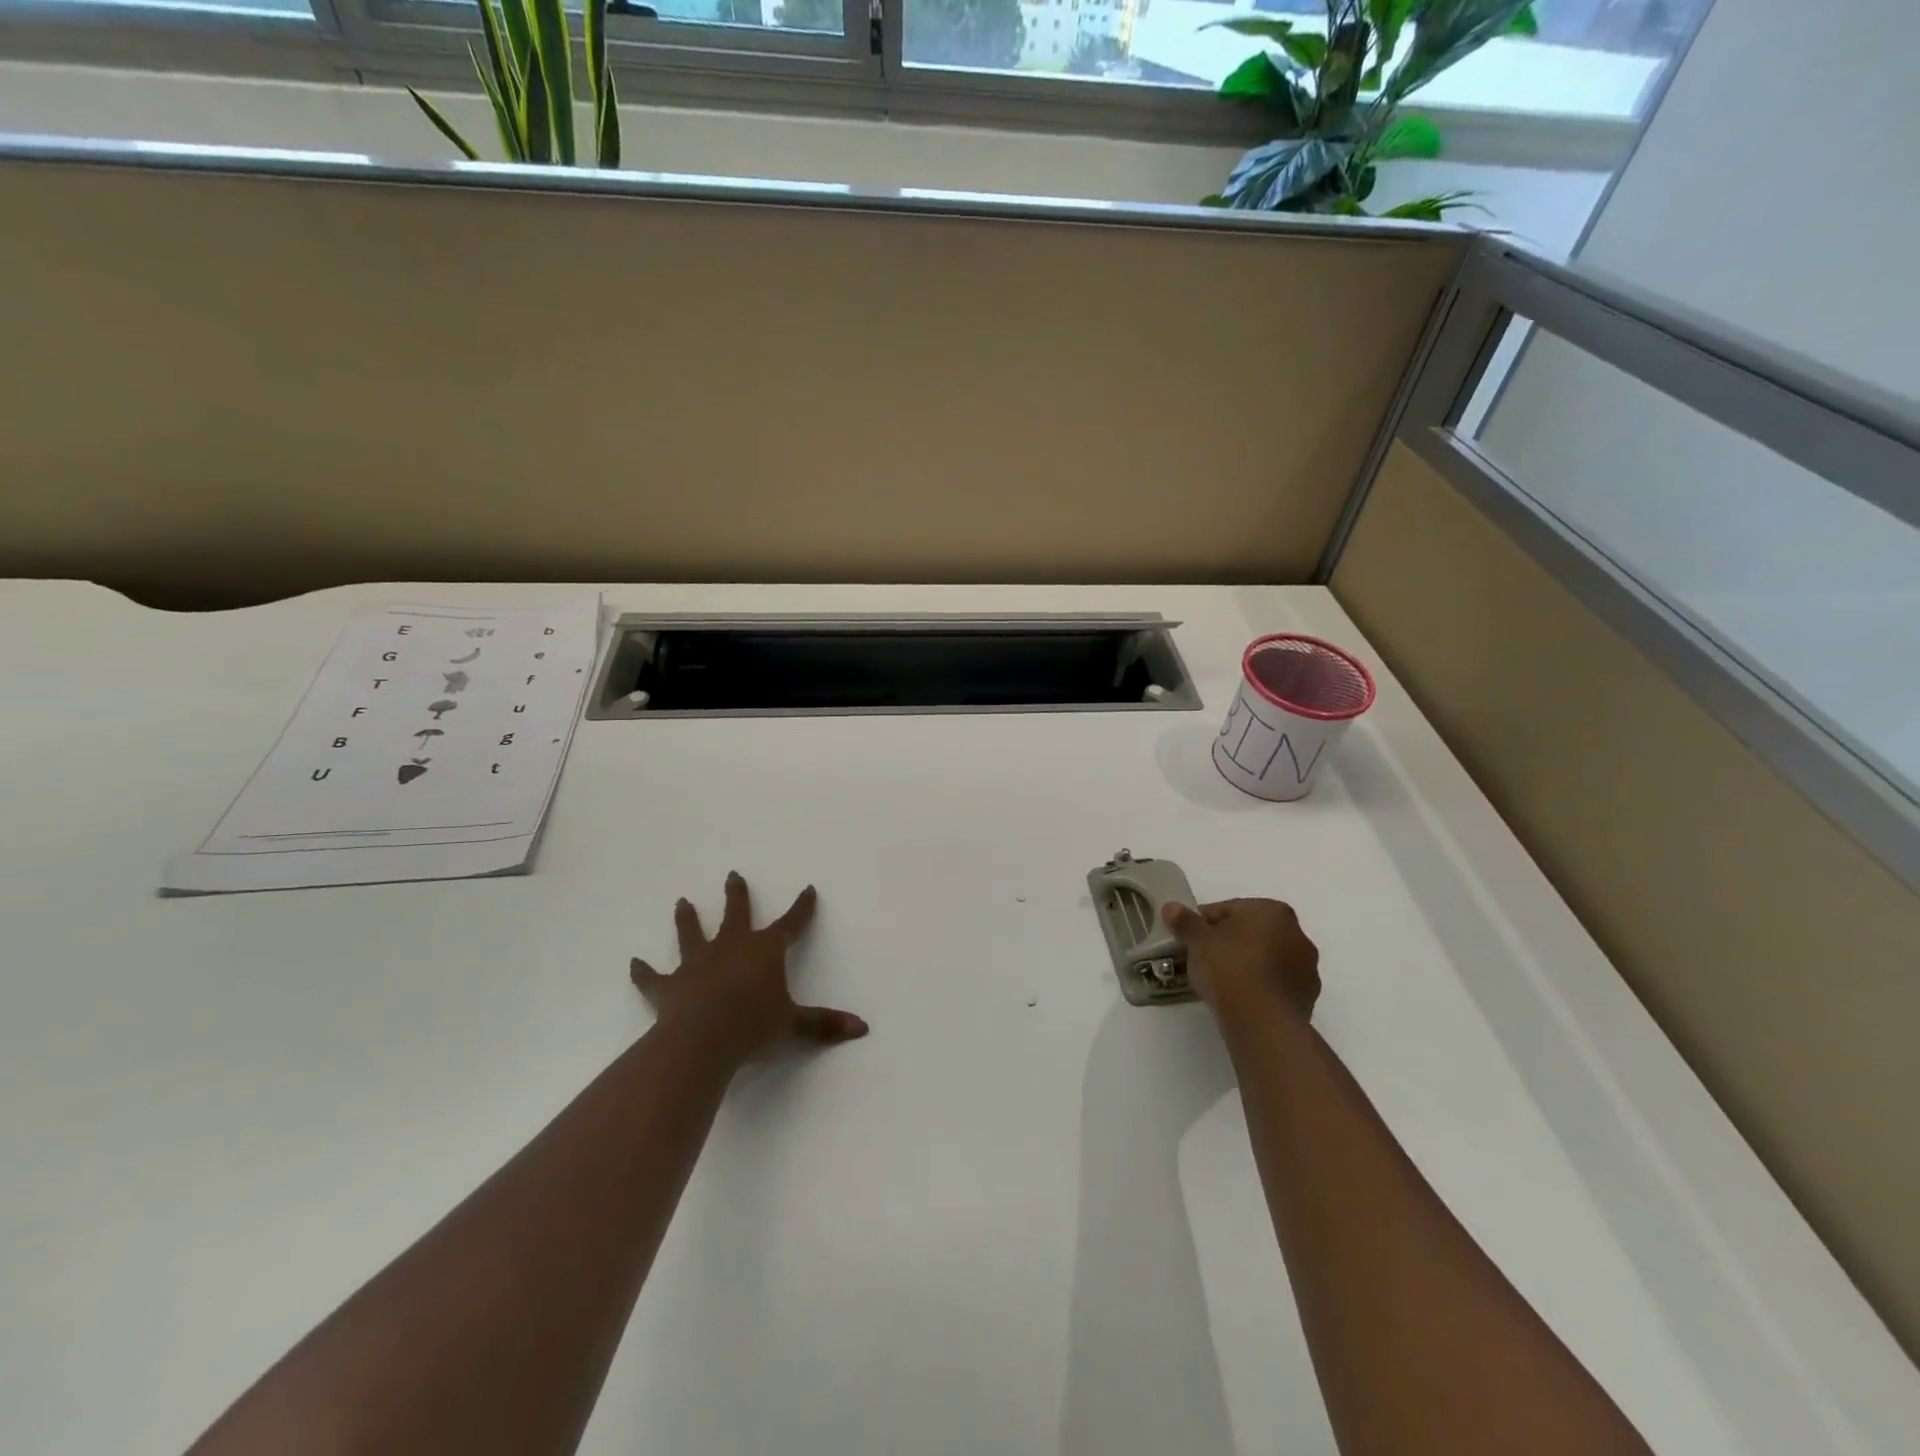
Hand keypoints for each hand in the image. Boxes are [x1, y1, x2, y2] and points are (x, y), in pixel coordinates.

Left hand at [630, 872, 868, 1060]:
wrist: (704, 1038)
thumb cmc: (755, 1026)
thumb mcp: (795, 1025)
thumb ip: (825, 1025)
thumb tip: (863, 1028)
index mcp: (765, 951)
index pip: (790, 924)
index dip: (802, 908)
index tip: (807, 889)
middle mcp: (731, 947)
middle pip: (735, 913)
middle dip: (736, 894)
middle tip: (732, 875)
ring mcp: (697, 964)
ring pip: (692, 933)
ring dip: (687, 919)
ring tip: (681, 902)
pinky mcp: (669, 986)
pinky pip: (653, 977)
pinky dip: (643, 972)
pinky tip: (633, 964)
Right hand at [1162, 898, 1319, 1024]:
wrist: (1261, 1022)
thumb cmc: (1229, 968)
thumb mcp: (1198, 941)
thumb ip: (1185, 922)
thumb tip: (1171, 907)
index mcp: (1273, 911)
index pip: (1229, 910)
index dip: (1203, 923)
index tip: (1188, 939)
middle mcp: (1297, 934)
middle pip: (1251, 933)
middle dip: (1228, 943)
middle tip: (1202, 959)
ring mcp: (1306, 968)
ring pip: (1266, 959)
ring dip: (1246, 965)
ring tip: (1219, 982)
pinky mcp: (1307, 998)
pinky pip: (1274, 984)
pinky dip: (1258, 986)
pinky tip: (1238, 998)